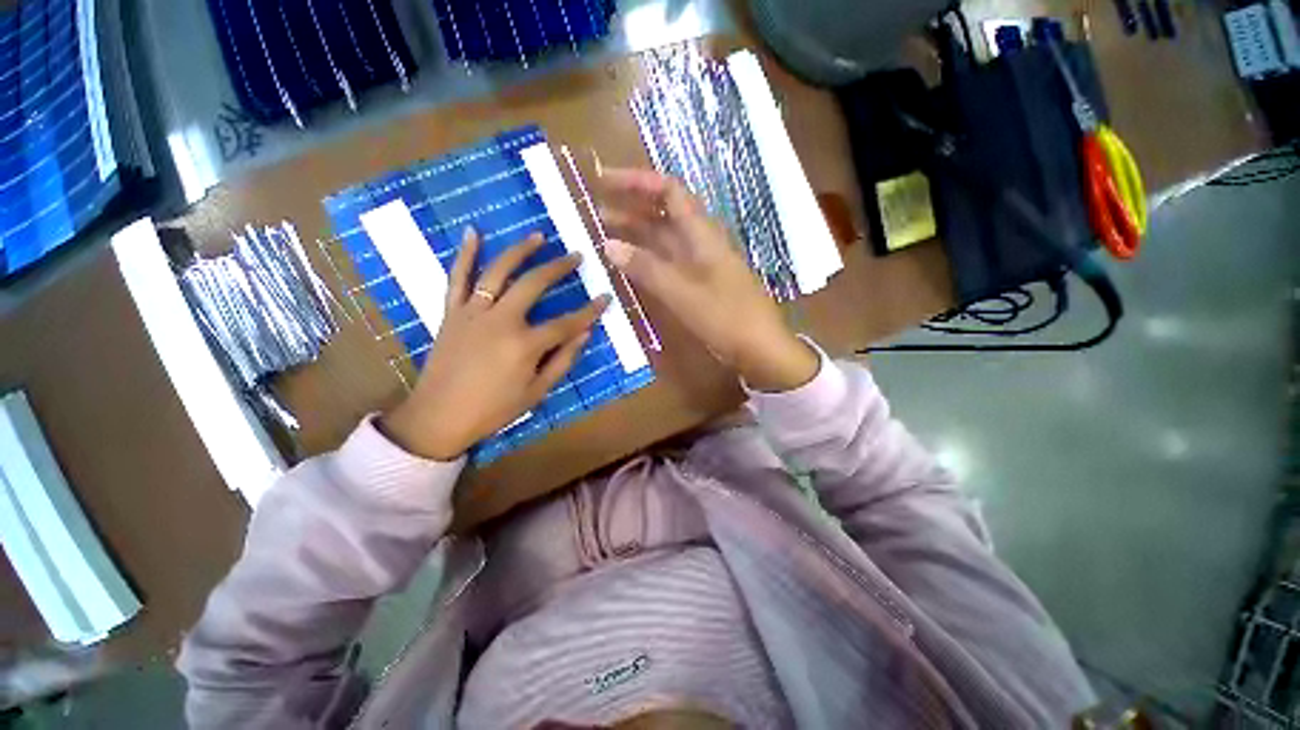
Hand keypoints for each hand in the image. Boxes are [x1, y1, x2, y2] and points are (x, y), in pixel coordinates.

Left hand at [381, 229, 608, 460]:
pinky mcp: (451, 312)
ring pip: (498, 272)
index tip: (606, 297)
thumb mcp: (537, 392)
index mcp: (525, 345)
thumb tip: (585, 334)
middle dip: (559, 268)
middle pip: (534, 285)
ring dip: (520, 251)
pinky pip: (457, 278)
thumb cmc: (493, 409)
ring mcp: (473, 312)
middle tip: (576, 256)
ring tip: (539, 236)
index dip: (590, 311)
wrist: (438, 417)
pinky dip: (465, 254)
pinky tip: (473, 231)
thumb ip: (563, 360)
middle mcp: (500, 321)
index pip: (566, 323)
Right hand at [598, 168, 817, 391]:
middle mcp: (700, 241)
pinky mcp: (698, 283)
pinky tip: (629, 264)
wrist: (759, 348)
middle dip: (631, 206)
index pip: (668, 190)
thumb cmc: (725, 317)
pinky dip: (647, 259)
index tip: (604, 181)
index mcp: (701, 233)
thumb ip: (646, 268)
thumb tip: (608, 245)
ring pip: (664, 239)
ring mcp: (700, 263)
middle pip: (663, 213)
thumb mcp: (682, 292)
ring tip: (604, 234)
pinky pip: (668, 262)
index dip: (636, 181)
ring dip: (636, 233)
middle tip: (596, 209)